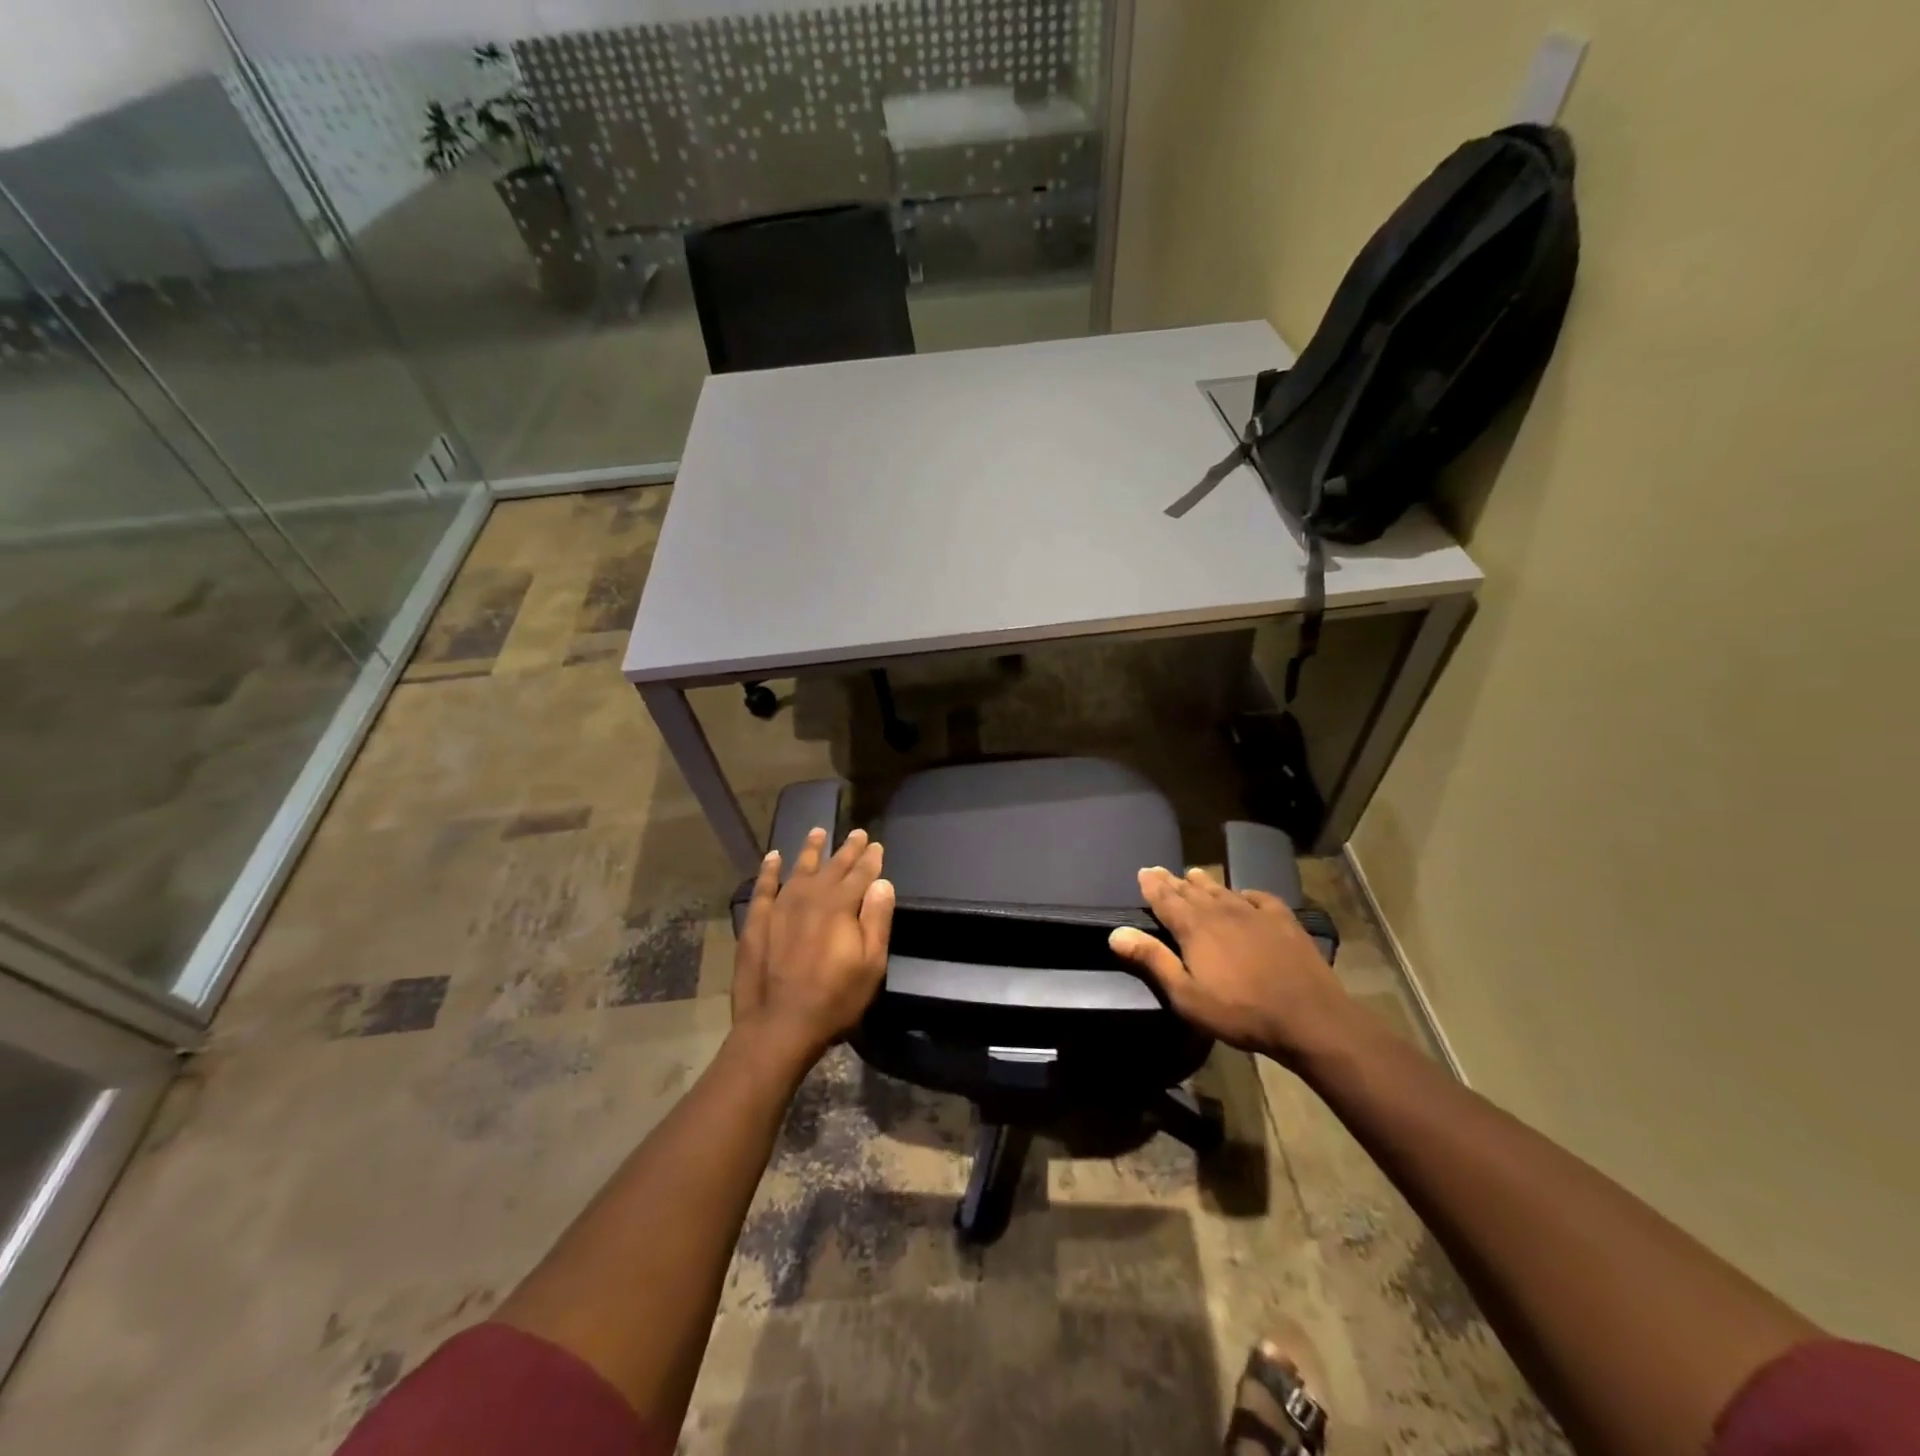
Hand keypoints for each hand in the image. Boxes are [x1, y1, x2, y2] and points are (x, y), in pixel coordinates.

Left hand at [732, 826, 894, 1069]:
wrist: (779, 1025)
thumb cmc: (834, 999)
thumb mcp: (871, 964)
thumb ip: (877, 919)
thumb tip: (882, 883)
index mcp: (841, 906)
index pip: (861, 874)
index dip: (870, 859)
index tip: (876, 845)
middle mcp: (811, 897)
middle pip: (833, 867)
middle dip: (847, 849)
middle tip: (857, 833)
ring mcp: (781, 907)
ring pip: (799, 869)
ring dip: (810, 850)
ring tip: (818, 831)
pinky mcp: (758, 921)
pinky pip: (764, 887)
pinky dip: (769, 870)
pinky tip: (773, 857)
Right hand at [1108, 866, 1352, 1063]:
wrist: (1309, 1017)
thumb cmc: (1240, 1011)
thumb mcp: (1186, 995)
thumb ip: (1153, 960)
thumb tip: (1116, 933)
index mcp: (1194, 927)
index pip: (1166, 899)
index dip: (1152, 885)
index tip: (1143, 872)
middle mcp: (1221, 911)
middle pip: (1191, 891)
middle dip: (1173, 881)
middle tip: (1160, 871)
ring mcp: (1255, 913)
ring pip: (1223, 890)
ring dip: (1205, 883)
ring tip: (1194, 874)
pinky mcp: (1283, 921)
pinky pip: (1259, 898)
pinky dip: (1245, 893)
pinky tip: (1245, 895)